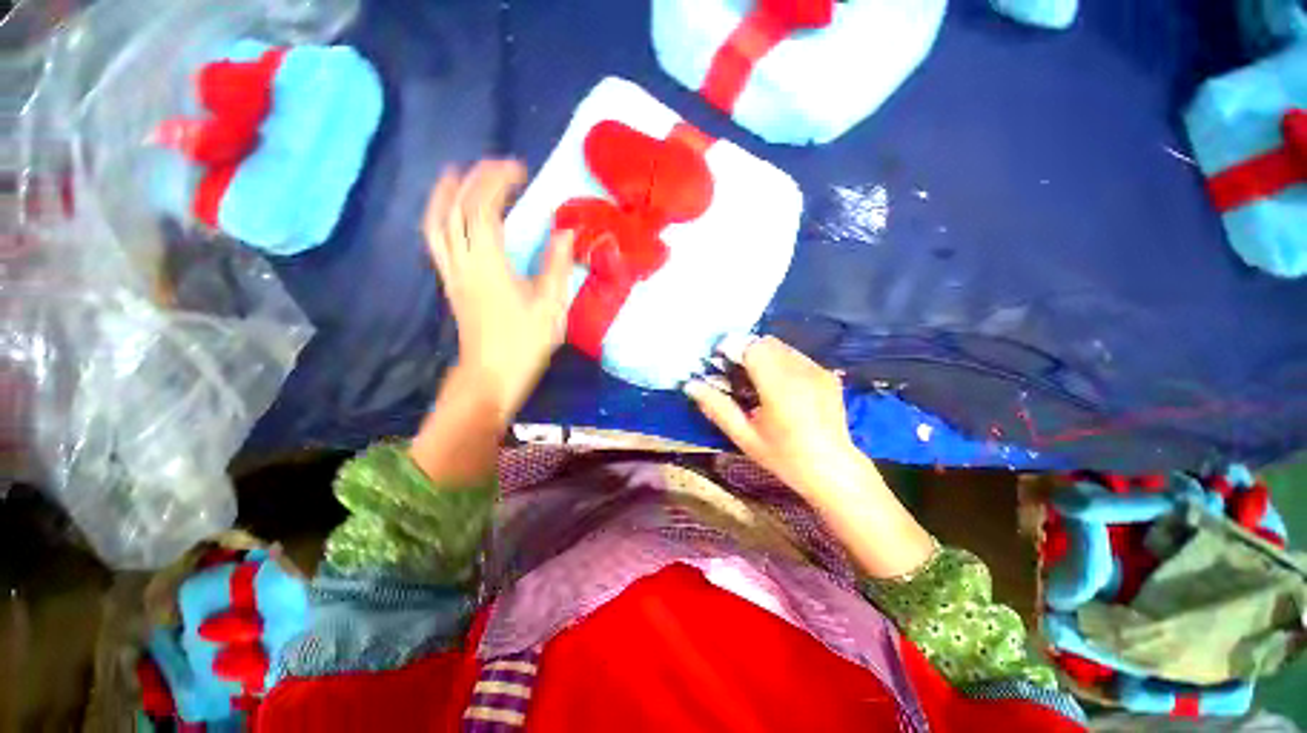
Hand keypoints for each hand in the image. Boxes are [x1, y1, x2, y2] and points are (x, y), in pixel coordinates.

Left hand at [423, 161, 574, 419]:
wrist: (491, 377)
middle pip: (457, 209)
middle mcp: (463, 262)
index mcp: (489, 265)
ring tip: (456, 175)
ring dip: (445, 194)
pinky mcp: (451, 285)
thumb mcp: (550, 307)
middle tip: (497, 166)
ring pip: (437, 223)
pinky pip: (437, 241)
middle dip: (475, 180)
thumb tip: (565, 231)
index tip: (519, 170)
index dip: (498, 182)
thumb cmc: (524, 344)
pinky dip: (440, 218)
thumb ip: (556, 266)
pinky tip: (450, 215)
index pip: (484, 209)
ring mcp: (452, 274)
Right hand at [684, 336, 857, 496]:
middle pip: (766, 342)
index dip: (732, 348)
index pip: (752, 348)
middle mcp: (801, 371)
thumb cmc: (784, 457)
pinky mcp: (827, 374)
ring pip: (781, 347)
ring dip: (763, 355)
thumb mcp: (745, 437)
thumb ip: (717, 408)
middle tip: (735, 374)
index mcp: (779, 387)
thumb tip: (691, 385)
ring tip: (756, 381)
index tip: (719, 362)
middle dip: (745, 351)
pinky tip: (779, 386)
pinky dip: (780, 362)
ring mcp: (817, 370)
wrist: (833, 469)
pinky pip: (795, 356)